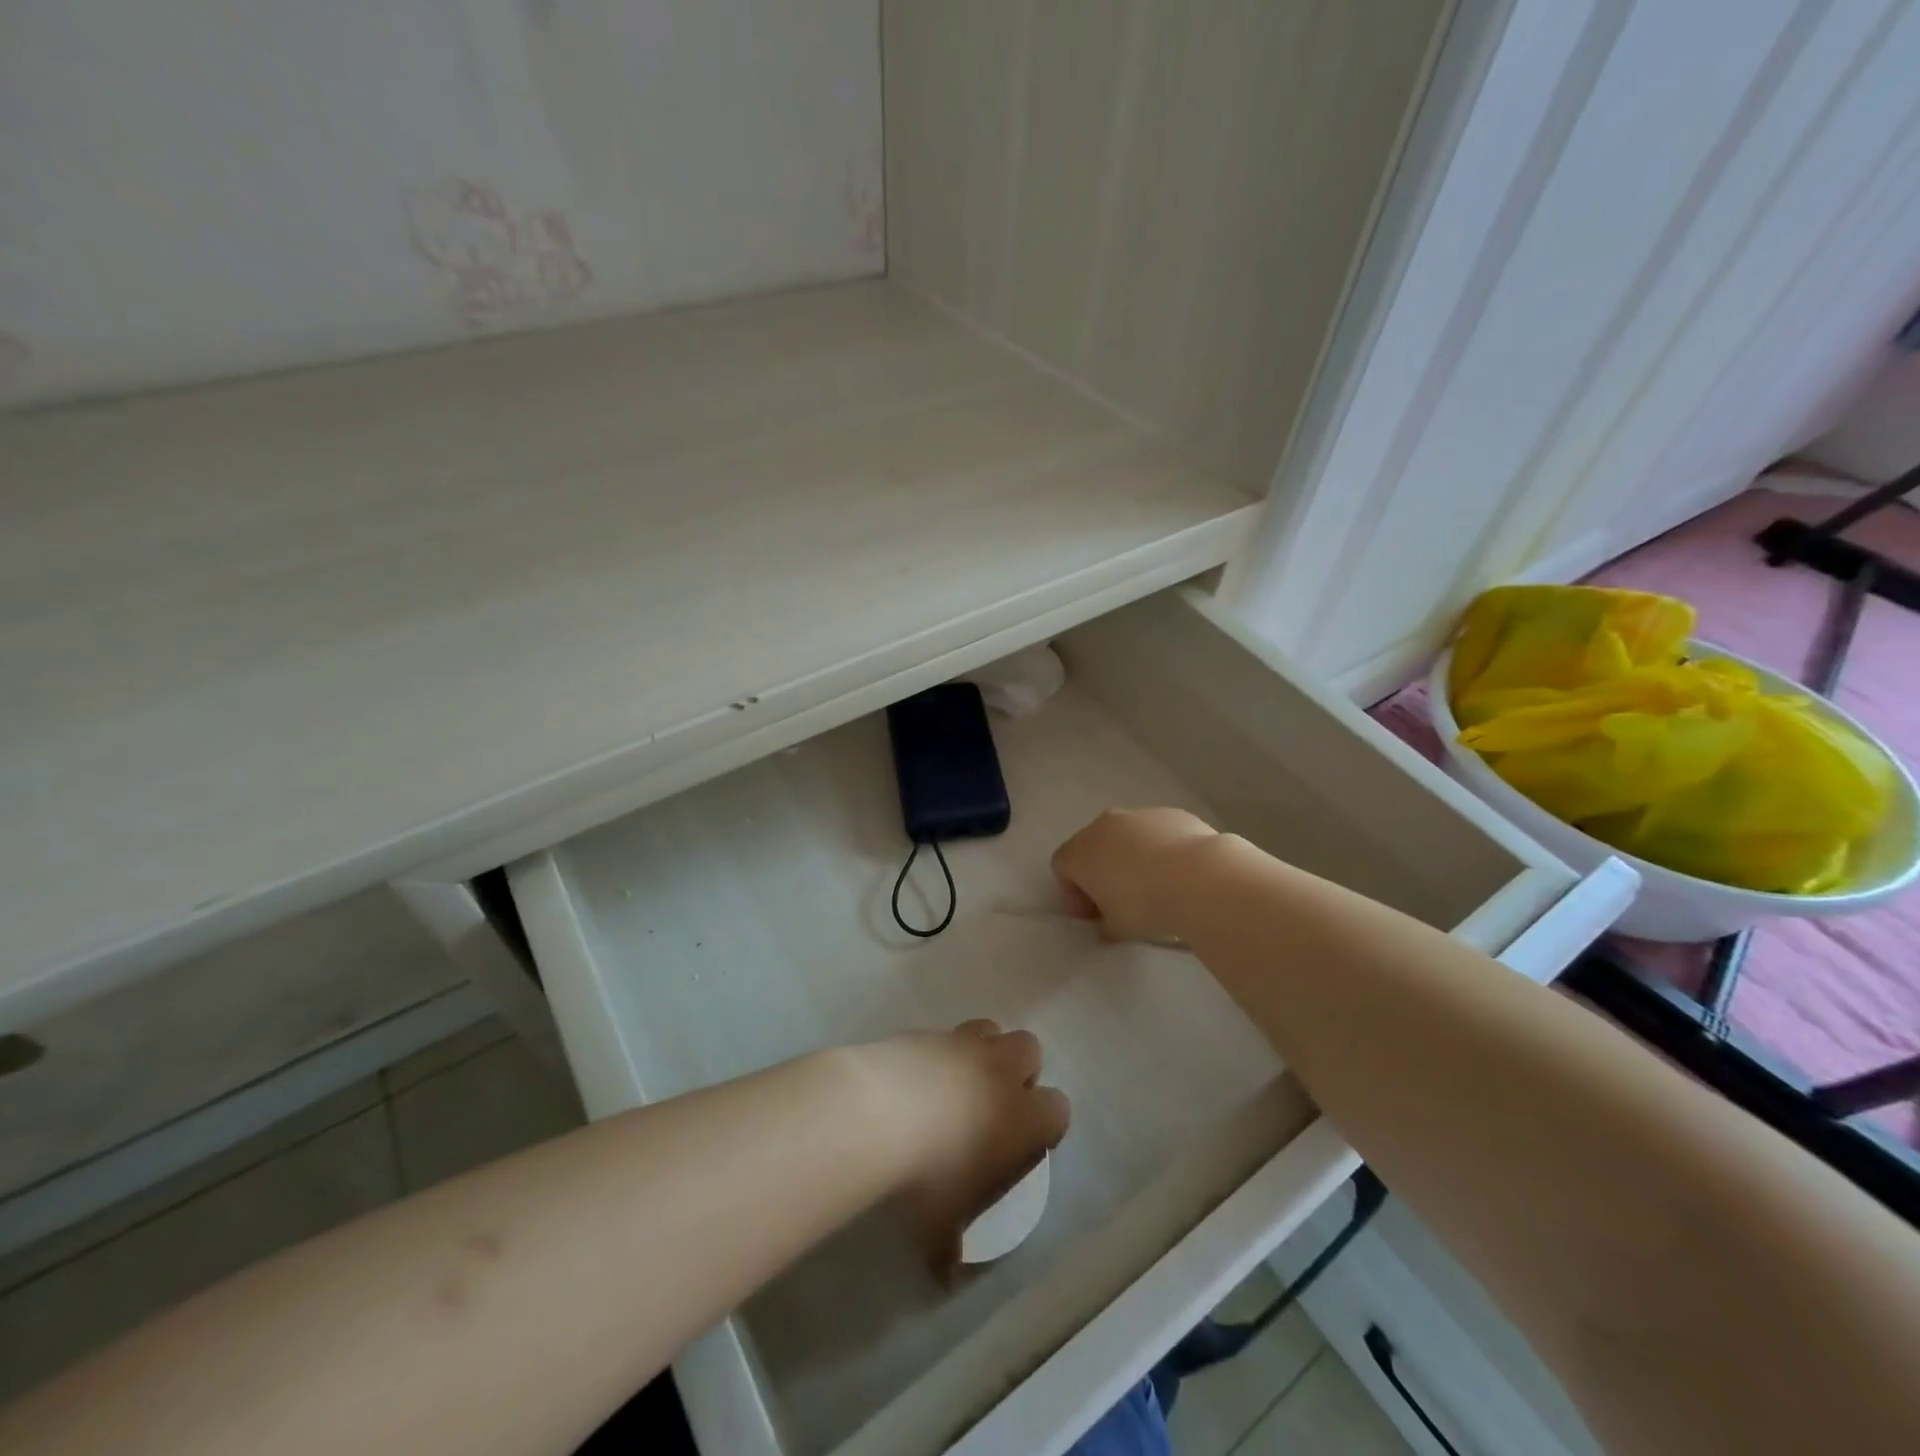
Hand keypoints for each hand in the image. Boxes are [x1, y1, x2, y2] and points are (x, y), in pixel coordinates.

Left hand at [857, 1022, 1068, 1271]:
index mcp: (1024, 1115)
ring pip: (991, 1030)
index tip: (1024, 1145)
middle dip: (1019, 1071)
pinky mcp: (925, 1031)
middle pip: (1031, 1050)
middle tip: (994, 1103)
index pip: (1058, 1109)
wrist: (875, 1113)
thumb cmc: (927, 1175)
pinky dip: (939, 1053)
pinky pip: (944, 1036)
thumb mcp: (941, 1224)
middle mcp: (1001, 1070)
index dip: (1044, 1125)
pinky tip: (916, 1080)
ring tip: (958, 1082)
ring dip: (983, 1051)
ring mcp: (962, 1043)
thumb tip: (945, 1269)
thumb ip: (951, 1242)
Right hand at [1051, 807, 1220, 944]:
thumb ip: (1104, 924)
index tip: (1093, 915)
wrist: (1201, 878)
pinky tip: (1179, 872)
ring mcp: (1139, 815)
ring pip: (1125, 836)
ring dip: (1130, 857)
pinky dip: (1159, 848)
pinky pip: (1155, 832)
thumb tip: (1108, 924)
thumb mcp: (1116, 927)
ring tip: (1154, 885)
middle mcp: (1104, 825)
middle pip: (1091, 846)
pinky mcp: (1171, 813)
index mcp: (1081, 851)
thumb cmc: (1146, 905)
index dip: (1072, 893)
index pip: (1061, 867)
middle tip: (1118, 901)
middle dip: (1100, 872)